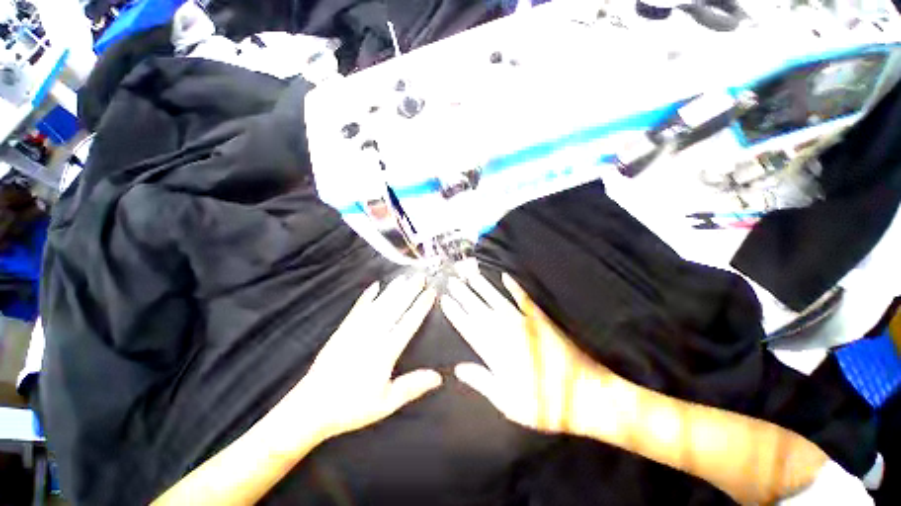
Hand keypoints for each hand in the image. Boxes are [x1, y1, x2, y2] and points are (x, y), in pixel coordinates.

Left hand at [289, 273, 441, 441]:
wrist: (310, 408)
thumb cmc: (352, 407)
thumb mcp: (386, 403)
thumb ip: (412, 386)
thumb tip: (438, 377)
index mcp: (385, 352)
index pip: (408, 323)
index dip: (420, 306)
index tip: (430, 292)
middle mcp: (372, 336)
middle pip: (395, 308)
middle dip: (410, 291)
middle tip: (420, 277)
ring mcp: (356, 330)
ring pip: (379, 305)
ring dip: (393, 290)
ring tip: (404, 277)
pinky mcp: (343, 330)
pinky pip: (358, 309)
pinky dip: (367, 296)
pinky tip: (375, 286)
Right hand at [440, 266, 608, 433]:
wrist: (585, 394)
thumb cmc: (544, 404)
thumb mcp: (508, 403)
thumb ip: (481, 382)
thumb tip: (458, 368)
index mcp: (495, 352)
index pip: (468, 327)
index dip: (455, 312)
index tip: (445, 299)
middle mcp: (506, 331)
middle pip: (479, 309)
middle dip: (463, 294)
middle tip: (452, 280)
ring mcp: (524, 321)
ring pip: (496, 299)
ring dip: (482, 286)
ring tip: (470, 274)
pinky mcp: (539, 318)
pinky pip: (522, 297)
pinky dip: (513, 286)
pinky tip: (504, 276)